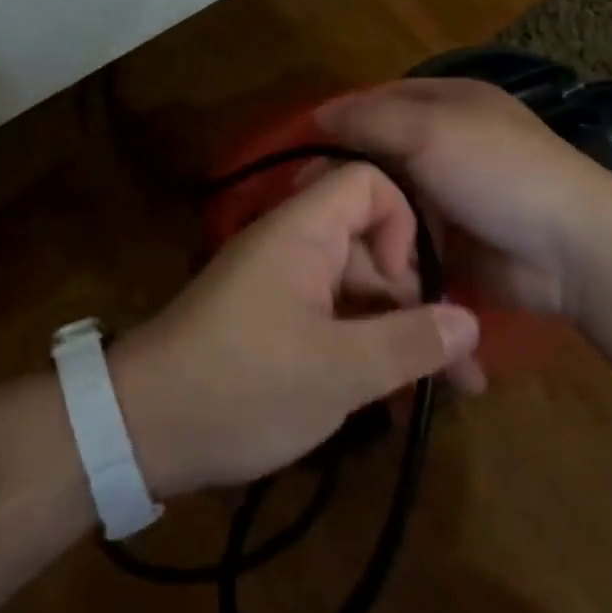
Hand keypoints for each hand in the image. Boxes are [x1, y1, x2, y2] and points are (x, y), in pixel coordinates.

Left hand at [112, 162, 481, 497]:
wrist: (141, 429)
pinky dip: (362, 344)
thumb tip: (471, 322)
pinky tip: (390, 393)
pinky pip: (331, 315)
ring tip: (433, 389)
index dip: (401, 223)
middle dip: (411, 296)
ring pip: (354, 287)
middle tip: (446, 362)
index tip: (408, 285)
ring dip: (393, 329)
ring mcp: (280, 283)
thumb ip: (410, 342)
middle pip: (368, 242)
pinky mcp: (271, 319)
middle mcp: (292, 244)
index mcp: (302, 231)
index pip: (367, 182)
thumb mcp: (338, 372)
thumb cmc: (243, 386)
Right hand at [315, 78, 611, 319]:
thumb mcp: (430, 130)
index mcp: (447, 103)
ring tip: (328, 236)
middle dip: (348, 176)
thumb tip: (319, 114)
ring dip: (364, 216)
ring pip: (389, 199)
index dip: (341, 120)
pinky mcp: (452, 242)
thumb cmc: (497, 173)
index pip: (379, 100)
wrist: (569, 250)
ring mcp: (449, 195)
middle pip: (380, 153)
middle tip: (307, 201)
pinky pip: (405, 238)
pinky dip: (385, 247)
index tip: (302, 150)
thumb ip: (371, 119)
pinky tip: (357, 260)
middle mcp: (445, 143)